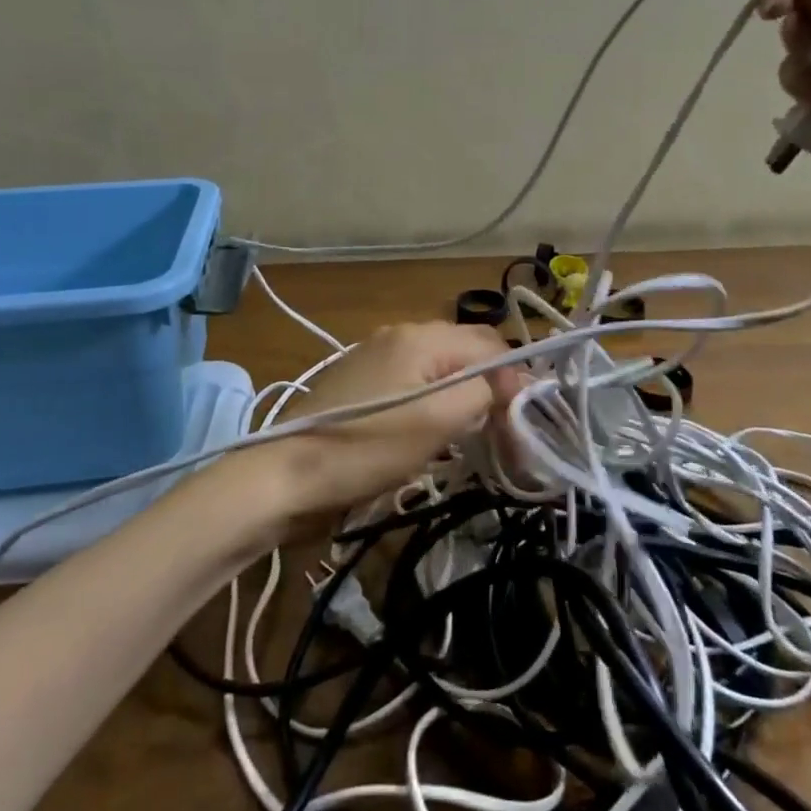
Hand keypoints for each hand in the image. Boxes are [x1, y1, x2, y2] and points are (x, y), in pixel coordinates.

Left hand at [211, 322, 523, 537]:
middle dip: (492, 386)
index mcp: (420, 335)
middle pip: (466, 352)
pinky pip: (414, 384)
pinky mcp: (360, 383)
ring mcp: (375, 357)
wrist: (283, 476)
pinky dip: (435, 404)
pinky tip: (434, 433)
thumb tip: (513, 382)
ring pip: (441, 369)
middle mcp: (400, 334)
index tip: (527, 421)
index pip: (491, 343)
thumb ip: (483, 391)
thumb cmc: (366, 447)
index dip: (517, 378)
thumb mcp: (437, 420)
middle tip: (506, 431)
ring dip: (464, 397)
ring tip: (476, 435)